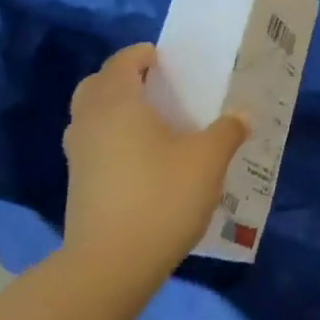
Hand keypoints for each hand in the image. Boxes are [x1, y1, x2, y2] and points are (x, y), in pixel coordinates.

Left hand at [62, 44, 247, 297]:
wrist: (111, 264)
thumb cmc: (162, 196)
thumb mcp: (208, 159)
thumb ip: (227, 131)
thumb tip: (241, 116)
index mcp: (118, 104)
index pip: (121, 62)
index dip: (142, 55)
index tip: (167, 59)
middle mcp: (90, 122)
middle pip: (97, 86)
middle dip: (123, 79)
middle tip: (157, 88)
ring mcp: (78, 156)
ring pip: (90, 117)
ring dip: (115, 110)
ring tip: (153, 123)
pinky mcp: (78, 185)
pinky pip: (94, 144)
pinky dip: (112, 139)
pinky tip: (144, 159)